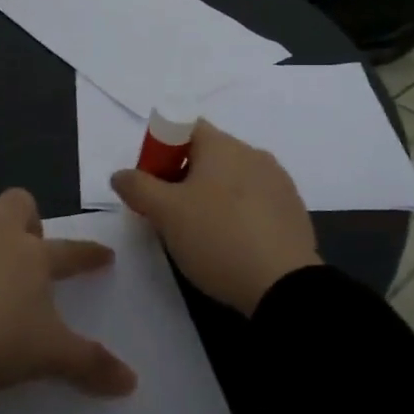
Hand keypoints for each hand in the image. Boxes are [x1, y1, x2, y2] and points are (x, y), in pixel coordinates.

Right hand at [111, 122, 319, 314]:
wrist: (283, 286)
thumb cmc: (217, 238)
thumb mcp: (166, 213)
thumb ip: (138, 187)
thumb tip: (121, 174)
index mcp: (223, 145)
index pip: (184, 127)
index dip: (161, 150)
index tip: (152, 185)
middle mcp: (253, 154)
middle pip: (208, 154)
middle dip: (183, 177)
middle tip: (168, 214)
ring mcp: (278, 182)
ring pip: (232, 179)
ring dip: (211, 196)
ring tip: (200, 234)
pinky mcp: (293, 211)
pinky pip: (255, 202)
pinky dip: (237, 214)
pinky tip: (231, 245)